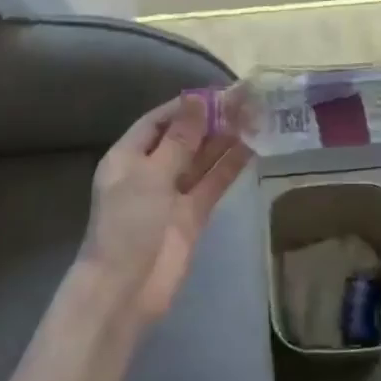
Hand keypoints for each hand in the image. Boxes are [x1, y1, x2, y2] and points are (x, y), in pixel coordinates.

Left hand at [80, 95, 250, 323]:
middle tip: (246, 101)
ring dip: (225, 141)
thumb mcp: (151, 175)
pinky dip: (230, 167)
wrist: (126, 289)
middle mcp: (151, 171)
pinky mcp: (193, 215)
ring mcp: (173, 194)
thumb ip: (179, 139)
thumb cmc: (129, 223)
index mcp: (129, 156)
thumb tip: (197, 99)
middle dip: (211, 121)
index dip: (187, 106)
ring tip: (255, 117)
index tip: (218, 91)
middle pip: (184, 138)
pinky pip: (212, 184)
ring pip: (202, 160)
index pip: (159, 121)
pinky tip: (252, 148)